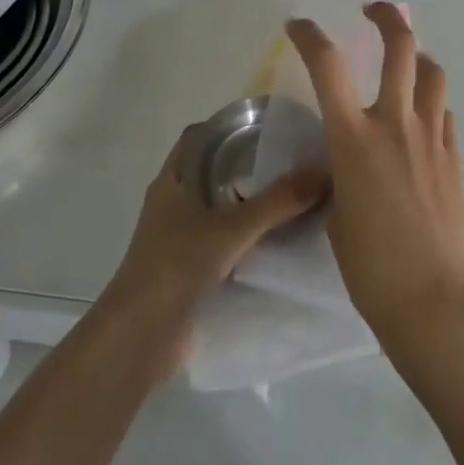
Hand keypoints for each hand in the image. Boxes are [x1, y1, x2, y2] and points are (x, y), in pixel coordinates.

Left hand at [101, 129, 327, 381]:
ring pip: (219, 209)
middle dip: (248, 166)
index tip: (265, 126)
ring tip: (293, 198)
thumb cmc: (176, 266)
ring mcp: (178, 239)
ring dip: (249, 205)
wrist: (139, 339)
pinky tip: (279, 242)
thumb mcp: (232, 228)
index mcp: (173, 181)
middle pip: (213, 172)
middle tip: (290, 161)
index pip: (200, 137)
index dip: (229, 127)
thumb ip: (278, 201)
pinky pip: (223, 243)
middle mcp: (173, 204)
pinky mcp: (188, 270)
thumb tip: (324, 173)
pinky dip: (246, 240)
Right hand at [286, 4, 463, 360]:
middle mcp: (395, 124)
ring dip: (417, 57)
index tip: (299, 25)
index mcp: (354, 138)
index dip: (310, 36)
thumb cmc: (370, 267)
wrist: (431, 300)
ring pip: (432, 73)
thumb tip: (346, 158)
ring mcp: (431, 136)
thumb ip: (339, 173)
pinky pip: (444, 113)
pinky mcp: (454, 156)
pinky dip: (431, 104)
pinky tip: (421, 120)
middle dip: (387, 17)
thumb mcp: (336, 213)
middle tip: (374, 10)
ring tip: (405, 62)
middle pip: (400, 48)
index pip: (328, 66)